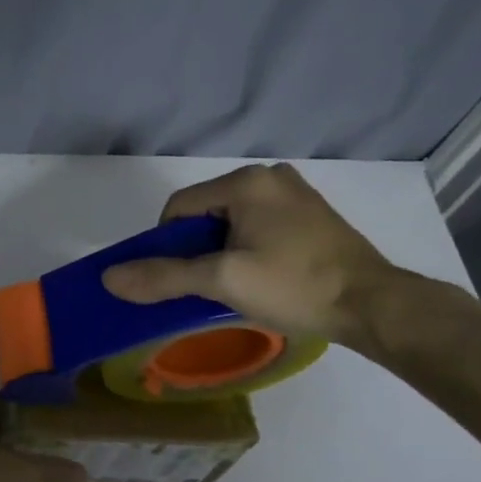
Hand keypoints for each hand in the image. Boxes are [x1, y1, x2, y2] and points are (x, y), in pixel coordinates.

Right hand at [100, 163, 400, 343]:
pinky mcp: (311, 215)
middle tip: (202, 287)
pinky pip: (258, 226)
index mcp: (246, 182)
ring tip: (230, 287)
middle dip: (194, 249)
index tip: (174, 280)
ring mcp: (295, 194)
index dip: (165, 245)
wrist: (371, 305)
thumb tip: (109, 278)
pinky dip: (246, 249)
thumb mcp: (222, 281)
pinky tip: (258, 278)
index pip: (179, 208)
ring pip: (232, 222)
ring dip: (219, 252)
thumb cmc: (294, 286)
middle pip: (205, 213)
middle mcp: (270, 177)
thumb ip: (164, 276)